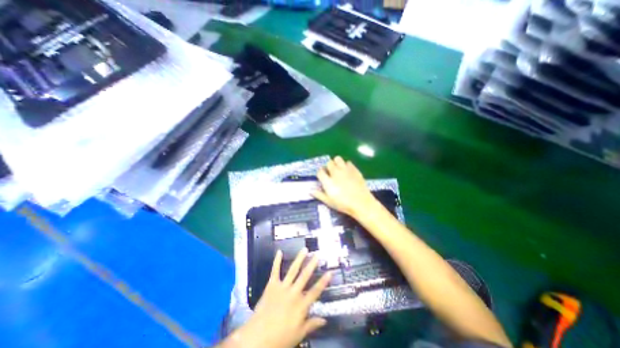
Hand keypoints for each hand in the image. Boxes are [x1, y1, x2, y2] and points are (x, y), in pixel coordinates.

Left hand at [227, 247, 331, 347]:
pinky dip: (276, 261)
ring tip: (304, 250)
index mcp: (301, 305)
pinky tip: (279, 251)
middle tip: (317, 254)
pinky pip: (275, 271)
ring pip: (293, 270)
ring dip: (299, 259)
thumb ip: (311, 325)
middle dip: (312, 264)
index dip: (323, 282)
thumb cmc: (279, 338)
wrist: (257, 338)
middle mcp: (293, 293)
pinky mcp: (271, 285)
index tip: (330, 272)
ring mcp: (282, 287)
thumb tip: (325, 320)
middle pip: (305, 276)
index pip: (315, 291)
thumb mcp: (298, 335)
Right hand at [315, 156, 376, 218]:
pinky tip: (347, 171)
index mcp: (328, 181)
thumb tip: (310, 190)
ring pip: (338, 159)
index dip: (320, 173)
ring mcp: (345, 170)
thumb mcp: (329, 202)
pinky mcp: (354, 169)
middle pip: (329, 163)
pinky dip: (346, 165)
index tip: (322, 176)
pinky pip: (348, 162)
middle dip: (328, 166)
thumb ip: (319, 195)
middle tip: (330, 172)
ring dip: (336, 162)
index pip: (320, 171)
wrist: (361, 203)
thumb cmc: (343, 204)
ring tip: (338, 169)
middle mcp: (335, 173)